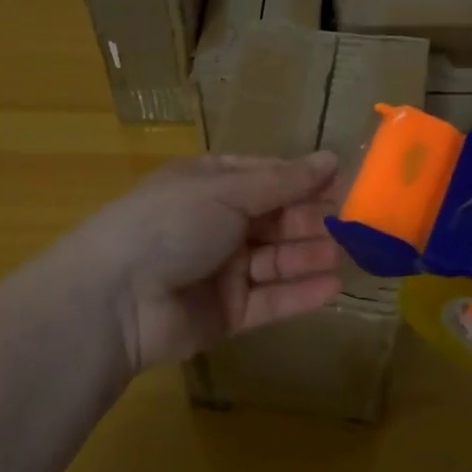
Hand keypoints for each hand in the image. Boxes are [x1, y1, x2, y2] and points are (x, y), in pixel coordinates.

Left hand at [58, 151, 342, 374]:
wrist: (115, 300)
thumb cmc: (170, 224)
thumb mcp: (226, 191)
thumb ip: (283, 182)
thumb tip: (331, 158)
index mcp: (209, 185)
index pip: (267, 177)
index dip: (304, 180)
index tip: (344, 182)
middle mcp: (217, 224)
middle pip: (276, 219)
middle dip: (313, 219)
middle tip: (356, 222)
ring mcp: (222, 270)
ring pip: (277, 260)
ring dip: (311, 255)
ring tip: (350, 254)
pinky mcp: (227, 313)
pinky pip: (270, 299)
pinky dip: (300, 294)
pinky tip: (333, 287)